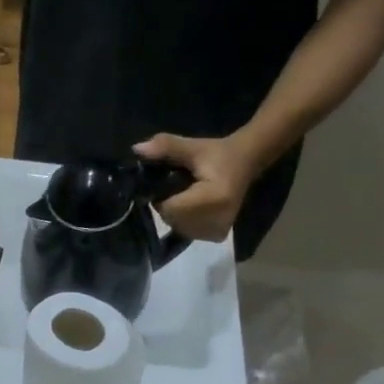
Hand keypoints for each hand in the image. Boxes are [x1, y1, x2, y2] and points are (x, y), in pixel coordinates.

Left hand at [133, 133, 257, 242]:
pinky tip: (194, 207)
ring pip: (179, 228)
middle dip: (168, 206)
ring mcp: (218, 231)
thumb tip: (137, 149)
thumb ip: (166, 147)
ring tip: (188, 197)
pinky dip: (185, 221)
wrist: (246, 163)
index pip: (170, 208)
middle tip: (178, 189)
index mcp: (214, 199)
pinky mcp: (218, 236)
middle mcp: (217, 220)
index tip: (169, 183)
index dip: (162, 197)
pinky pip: (189, 232)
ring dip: (176, 214)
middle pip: (173, 220)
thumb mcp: (193, 147)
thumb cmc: (218, 154)